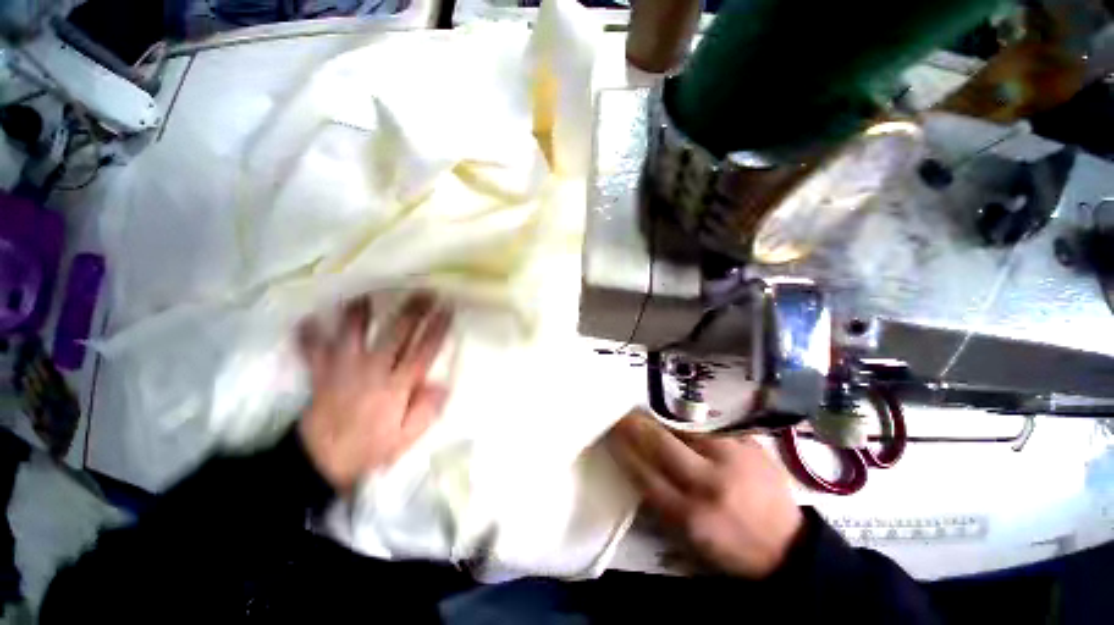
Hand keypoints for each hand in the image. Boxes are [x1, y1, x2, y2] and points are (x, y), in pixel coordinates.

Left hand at [298, 294, 452, 493]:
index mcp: (395, 386)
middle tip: (424, 293)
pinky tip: (306, 319)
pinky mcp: (321, 374)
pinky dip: (308, 336)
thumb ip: (426, 411)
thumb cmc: (370, 448)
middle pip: (395, 335)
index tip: (447, 310)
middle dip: (412, 312)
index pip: (422, 351)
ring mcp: (342, 370)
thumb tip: (442, 385)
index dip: (436, 328)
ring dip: (360, 313)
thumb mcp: (406, 438)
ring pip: (352, 334)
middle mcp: (371, 371)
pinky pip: (312, 352)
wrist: (321, 462)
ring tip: (368, 293)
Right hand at [606, 410, 803, 578]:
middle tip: (623, 416)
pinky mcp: (749, 444)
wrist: (788, 547)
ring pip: (685, 426)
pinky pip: (710, 422)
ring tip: (648, 412)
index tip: (611, 435)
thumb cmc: (731, 547)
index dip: (624, 450)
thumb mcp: (689, 539)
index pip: (644, 474)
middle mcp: (710, 483)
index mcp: (691, 515)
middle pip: (661, 444)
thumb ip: (659, 501)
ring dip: (660, 417)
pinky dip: (690, 417)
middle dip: (636, 426)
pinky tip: (679, 411)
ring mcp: (732, 458)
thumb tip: (634, 463)